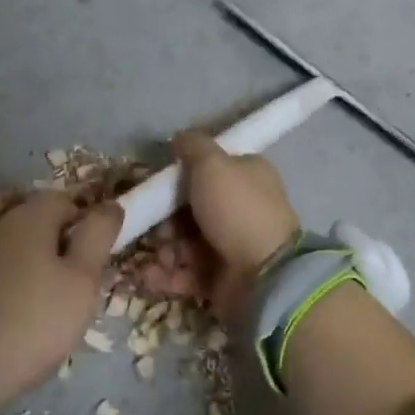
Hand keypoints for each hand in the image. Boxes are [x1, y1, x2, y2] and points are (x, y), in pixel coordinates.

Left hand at [0, 191, 122, 407]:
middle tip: (74, 288)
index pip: (64, 199)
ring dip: (31, 268)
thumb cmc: (34, 323)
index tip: (93, 258)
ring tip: (44, 310)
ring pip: (12, 251)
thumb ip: (98, 236)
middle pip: (35, 225)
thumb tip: (111, 205)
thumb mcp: (82, 281)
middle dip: (58, 247)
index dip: (84, 222)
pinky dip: (6, 289)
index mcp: (27, 219)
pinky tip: (12, 321)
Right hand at [172, 130, 299, 324]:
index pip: (206, 171)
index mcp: (246, 176)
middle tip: (155, 226)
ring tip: (159, 257)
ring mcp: (229, 245)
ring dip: (163, 249)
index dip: (178, 177)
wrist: (264, 274)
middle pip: (189, 209)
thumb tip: (180, 137)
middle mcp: (239, 209)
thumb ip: (194, 146)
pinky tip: (150, 276)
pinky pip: (185, 273)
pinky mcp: (219, 278)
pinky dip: (165, 275)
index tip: (154, 185)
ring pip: (183, 243)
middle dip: (164, 219)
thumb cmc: (237, 210)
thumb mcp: (213, 164)